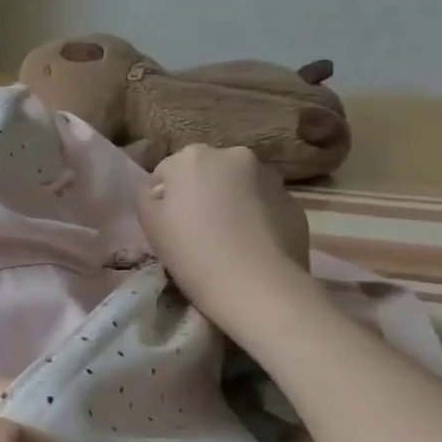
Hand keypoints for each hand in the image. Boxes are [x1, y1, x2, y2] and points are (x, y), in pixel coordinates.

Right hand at [136, 144, 317, 334]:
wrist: (256, 285)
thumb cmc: (191, 250)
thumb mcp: (148, 222)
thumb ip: (147, 195)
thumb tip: (161, 191)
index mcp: (193, 157)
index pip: (166, 172)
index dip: (163, 198)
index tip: (165, 224)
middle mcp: (234, 156)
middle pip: (206, 173)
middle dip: (200, 193)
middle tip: (195, 229)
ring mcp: (270, 177)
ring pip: (238, 187)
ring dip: (230, 203)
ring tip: (226, 239)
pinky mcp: (294, 203)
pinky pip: (264, 206)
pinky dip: (255, 218)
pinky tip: (249, 246)